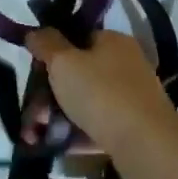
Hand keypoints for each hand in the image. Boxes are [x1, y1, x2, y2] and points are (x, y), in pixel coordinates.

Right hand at [22, 27, 177, 159]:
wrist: (146, 145)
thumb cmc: (101, 93)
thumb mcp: (64, 62)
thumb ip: (46, 44)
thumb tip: (35, 32)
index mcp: (112, 42)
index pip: (78, 38)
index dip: (52, 53)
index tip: (34, 72)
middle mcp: (125, 65)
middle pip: (78, 74)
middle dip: (48, 93)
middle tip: (32, 114)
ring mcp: (131, 98)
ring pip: (85, 102)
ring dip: (56, 116)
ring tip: (35, 136)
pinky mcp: (133, 128)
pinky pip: (96, 126)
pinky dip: (75, 134)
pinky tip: (56, 146)